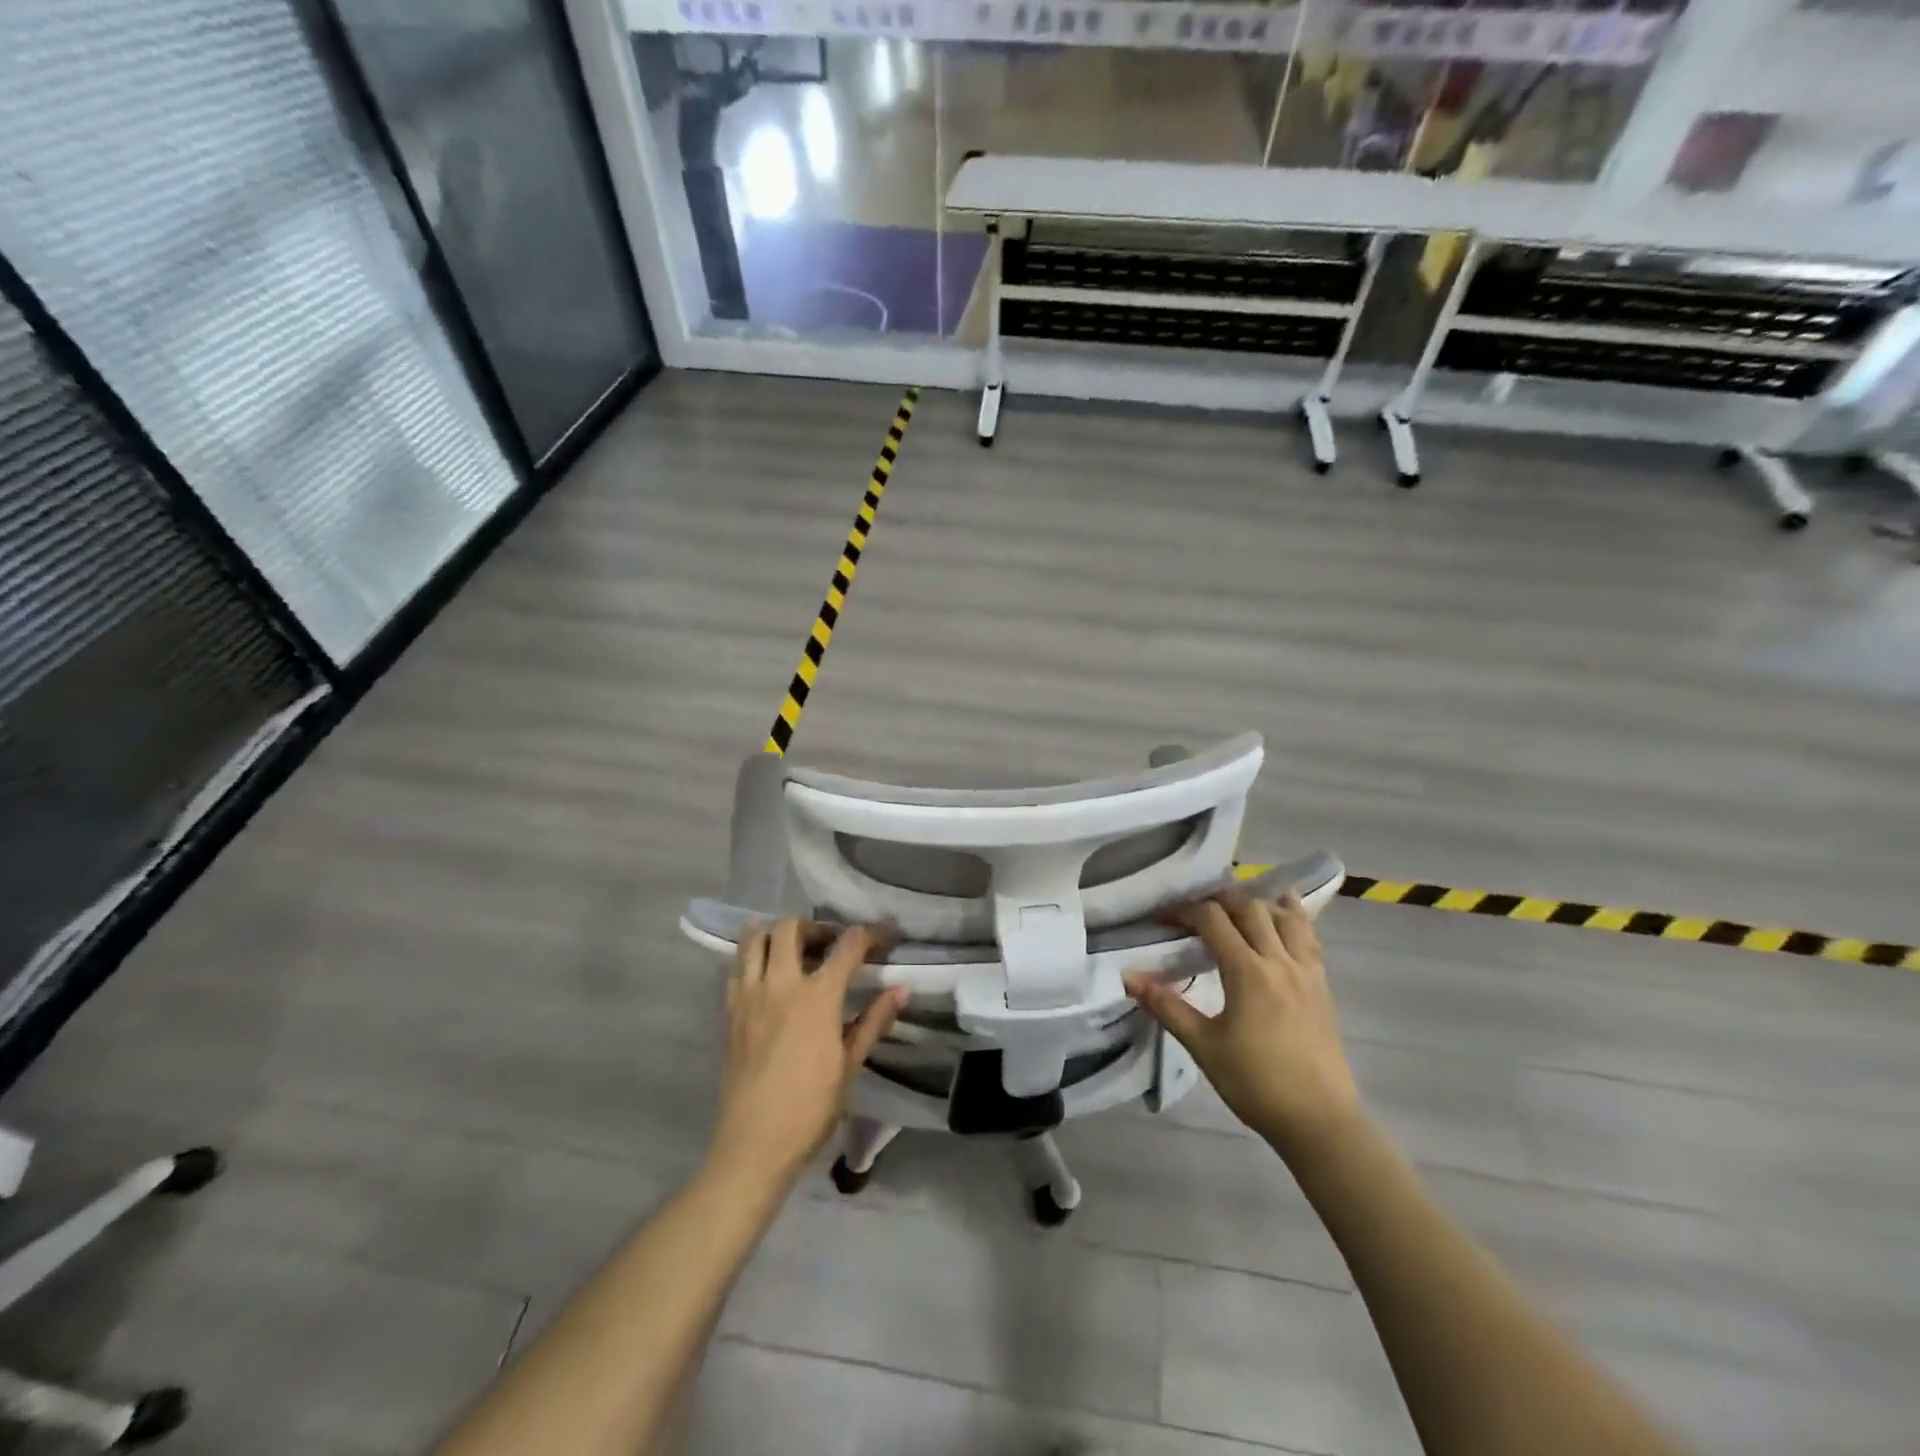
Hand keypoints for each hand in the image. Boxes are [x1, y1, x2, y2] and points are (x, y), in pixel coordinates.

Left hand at [710, 919, 906, 1186]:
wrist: (754, 1143)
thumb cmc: (811, 1107)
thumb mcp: (850, 1064)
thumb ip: (874, 1020)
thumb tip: (901, 989)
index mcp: (818, 996)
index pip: (848, 945)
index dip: (870, 933)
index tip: (885, 934)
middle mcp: (781, 983)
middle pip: (791, 927)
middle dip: (815, 926)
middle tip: (830, 944)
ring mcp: (749, 994)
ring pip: (755, 937)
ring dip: (776, 932)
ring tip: (794, 950)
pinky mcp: (729, 1010)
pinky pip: (738, 966)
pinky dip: (754, 957)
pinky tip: (768, 977)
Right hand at [1124, 892, 1362, 1162]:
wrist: (1319, 1121)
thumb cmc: (1256, 1083)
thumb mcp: (1203, 1045)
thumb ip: (1166, 1006)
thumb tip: (1128, 977)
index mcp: (1248, 972)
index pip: (1212, 919)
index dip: (1183, 911)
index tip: (1161, 919)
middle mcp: (1279, 960)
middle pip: (1249, 907)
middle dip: (1217, 900)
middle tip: (1193, 911)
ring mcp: (1306, 971)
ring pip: (1284, 915)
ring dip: (1256, 903)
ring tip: (1235, 909)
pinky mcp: (1322, 985)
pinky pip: (1308, 936)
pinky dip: (1292, 917)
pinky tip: (1281, 918)